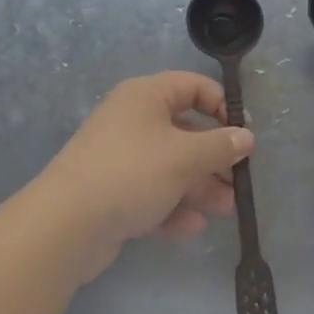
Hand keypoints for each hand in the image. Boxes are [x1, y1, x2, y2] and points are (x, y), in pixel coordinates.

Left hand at [38, 71, 251, 277]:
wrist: (67, 224)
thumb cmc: (132, 172)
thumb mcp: (185, 157)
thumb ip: (220, 146)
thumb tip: (246, 136)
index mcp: (146, 96)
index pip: (192, 86)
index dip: (221, 105)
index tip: (243, 133)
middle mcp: (132, 120)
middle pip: (184, 130)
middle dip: (213, 157)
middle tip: (238, 181)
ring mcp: (120, 157)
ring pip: (169, 165)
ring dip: (199, 186)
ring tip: (225, 209)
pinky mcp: (111, 192)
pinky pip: (150, 192)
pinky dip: (171, 206)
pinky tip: (191, 227)